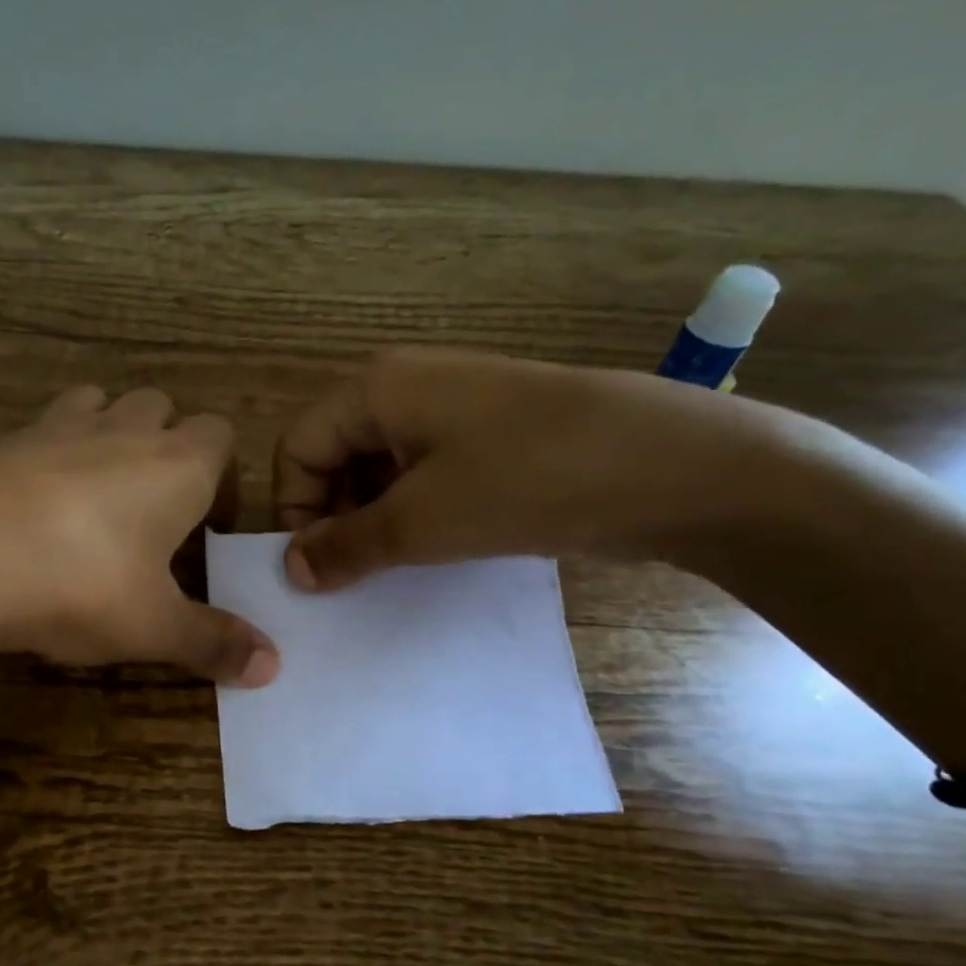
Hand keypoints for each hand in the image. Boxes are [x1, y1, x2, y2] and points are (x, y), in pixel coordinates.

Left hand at [0, 384, 279, 685]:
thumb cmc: (80, 585)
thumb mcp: (154, 626)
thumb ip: (214, 642)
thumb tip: (272, 668)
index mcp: (178, 465)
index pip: (222, 437)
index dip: (223, 477)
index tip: (208, 529)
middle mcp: (125, 430)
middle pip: (163, 409)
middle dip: (168, 448)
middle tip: (155, 512)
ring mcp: (60, 426)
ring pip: (103, 404)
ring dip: (112, 434)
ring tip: (99, 495)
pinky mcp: (5, 439)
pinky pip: (45, 427)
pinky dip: (53, 451)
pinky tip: (37, 503)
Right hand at [273, 348, 801, 590]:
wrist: (673, 467)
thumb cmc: (527, 480)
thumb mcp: (422, 521)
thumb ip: (347, 545)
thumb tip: (292, 569)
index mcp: (378, 390)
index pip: (300, 448)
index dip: (295, 508)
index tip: (314, 568)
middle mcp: (408, 390)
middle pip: (336, 456)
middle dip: (333, 517)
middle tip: (350, 576)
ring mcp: (455, 413)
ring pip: (381, 471)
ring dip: (373, 522)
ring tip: (390, 570)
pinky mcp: (491, 440)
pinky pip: (426, 477)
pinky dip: (414, 516)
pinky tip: (431, 553)